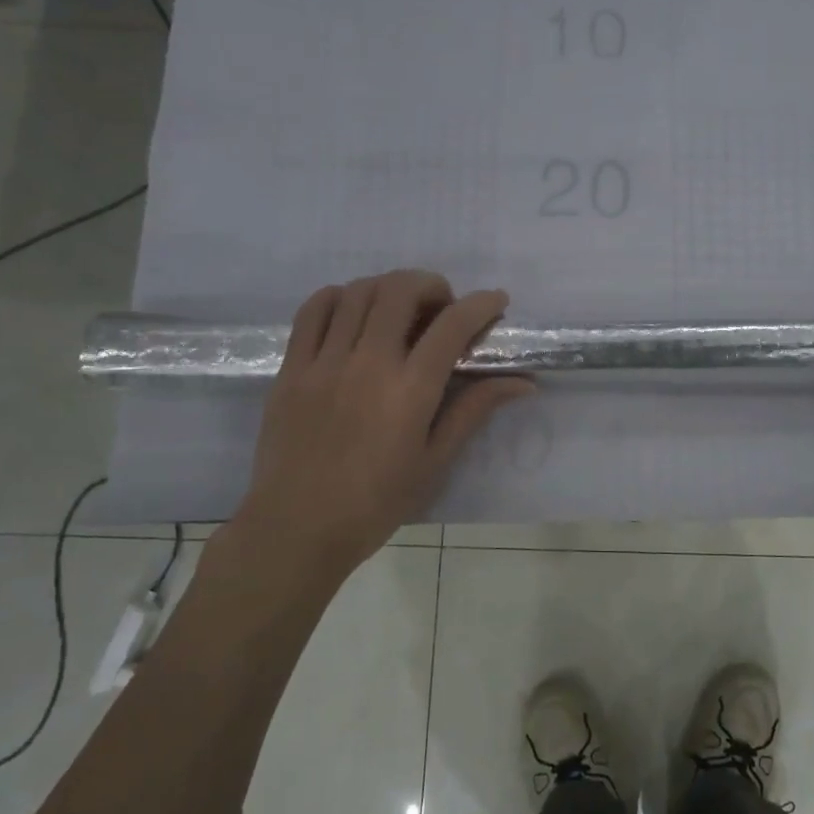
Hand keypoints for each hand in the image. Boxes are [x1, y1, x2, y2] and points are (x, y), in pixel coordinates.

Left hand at [221, 271, 531, 582]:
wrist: (298, 528)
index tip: (496, 301)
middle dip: (432, 285)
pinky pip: (313, 310)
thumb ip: (474, 410)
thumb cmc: (377, 502)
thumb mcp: (435, 460)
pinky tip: (354, 314)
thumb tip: (522, 382)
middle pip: (400, 291)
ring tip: (401, 310)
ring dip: (389, 288)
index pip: (452, 325)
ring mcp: (323, 361)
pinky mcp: (291, 368)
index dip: (481, 304)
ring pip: (357, 292)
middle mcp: (367, 363)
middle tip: (444, 308)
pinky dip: (340, 298)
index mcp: (409, 390)